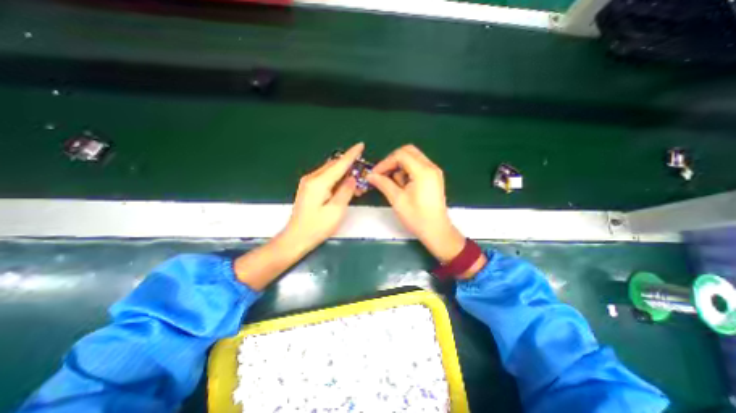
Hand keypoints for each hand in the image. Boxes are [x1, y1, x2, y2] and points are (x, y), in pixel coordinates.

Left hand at [235, 143, 363, 289]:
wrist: (296, 238)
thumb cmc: (317, 227)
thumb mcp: (336, 210)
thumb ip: (346, 191)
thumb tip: (353, 178)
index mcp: (319, 183)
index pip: (339, 164)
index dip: (351, 155)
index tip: (361, 145)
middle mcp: (312, 178)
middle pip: (333, 165)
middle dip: (349, 165)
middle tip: (362, 173)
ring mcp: (308, 183)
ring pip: (330, 171)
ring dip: (343, 173)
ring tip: (356, 182)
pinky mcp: (308, 188)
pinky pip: (325, 177)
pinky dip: (336, 179)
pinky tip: (343, 185)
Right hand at [365, 144, 461, 261]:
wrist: (436, 231)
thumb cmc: (417, 217)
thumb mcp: (397, 200)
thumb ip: (383, 184)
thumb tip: (370, 175)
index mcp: (423, 171)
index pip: (401, 155)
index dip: (385, 162)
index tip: (375, 174)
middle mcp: (431, 167)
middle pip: (408, 151)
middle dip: (393, 161)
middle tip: (383, 174)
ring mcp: (434, 172)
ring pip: (413, 158)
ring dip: (400, 167)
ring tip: (395, 184)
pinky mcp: (433, 178)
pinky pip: (417, 166)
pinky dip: (407, 171)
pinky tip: (403, 186)